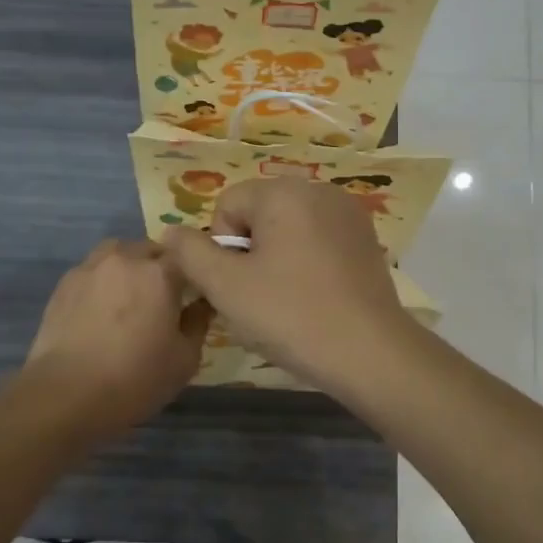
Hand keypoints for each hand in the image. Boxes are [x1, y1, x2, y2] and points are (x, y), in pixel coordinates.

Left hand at [24, 239, 211, 434]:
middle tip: (162, 298)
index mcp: (159, 273)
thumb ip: (198, 323)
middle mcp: (125, 259)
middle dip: (160, 266)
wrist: (66, 395)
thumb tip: (201, 305)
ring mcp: (90, 268)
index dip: (192, 274)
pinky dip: (102, 281)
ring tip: (129, 296)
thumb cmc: (135, 379)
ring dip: (129, 266)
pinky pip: (92, 271)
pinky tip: (100, 309)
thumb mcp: (184, 359)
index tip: (193, 295)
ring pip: (117, 253)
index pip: (186, 257)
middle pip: (150, 250)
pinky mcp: (64, 284)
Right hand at [161, 179, 412, 389]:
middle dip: (251, 252)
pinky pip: (318, 240)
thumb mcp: (225, 286)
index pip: (229, 204)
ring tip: (288, 300)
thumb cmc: (291, 315)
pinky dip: (307, 262)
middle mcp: (319, 189)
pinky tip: (315, 297)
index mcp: (284, 191)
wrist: (370, 352)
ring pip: (288, 228)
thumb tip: (171, 232)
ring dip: (277, 258)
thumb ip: (189, 253)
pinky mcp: (366, 238)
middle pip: (259, 213)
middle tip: (260, 296)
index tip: (240, 283)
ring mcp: (348, 213)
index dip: (223, 247)